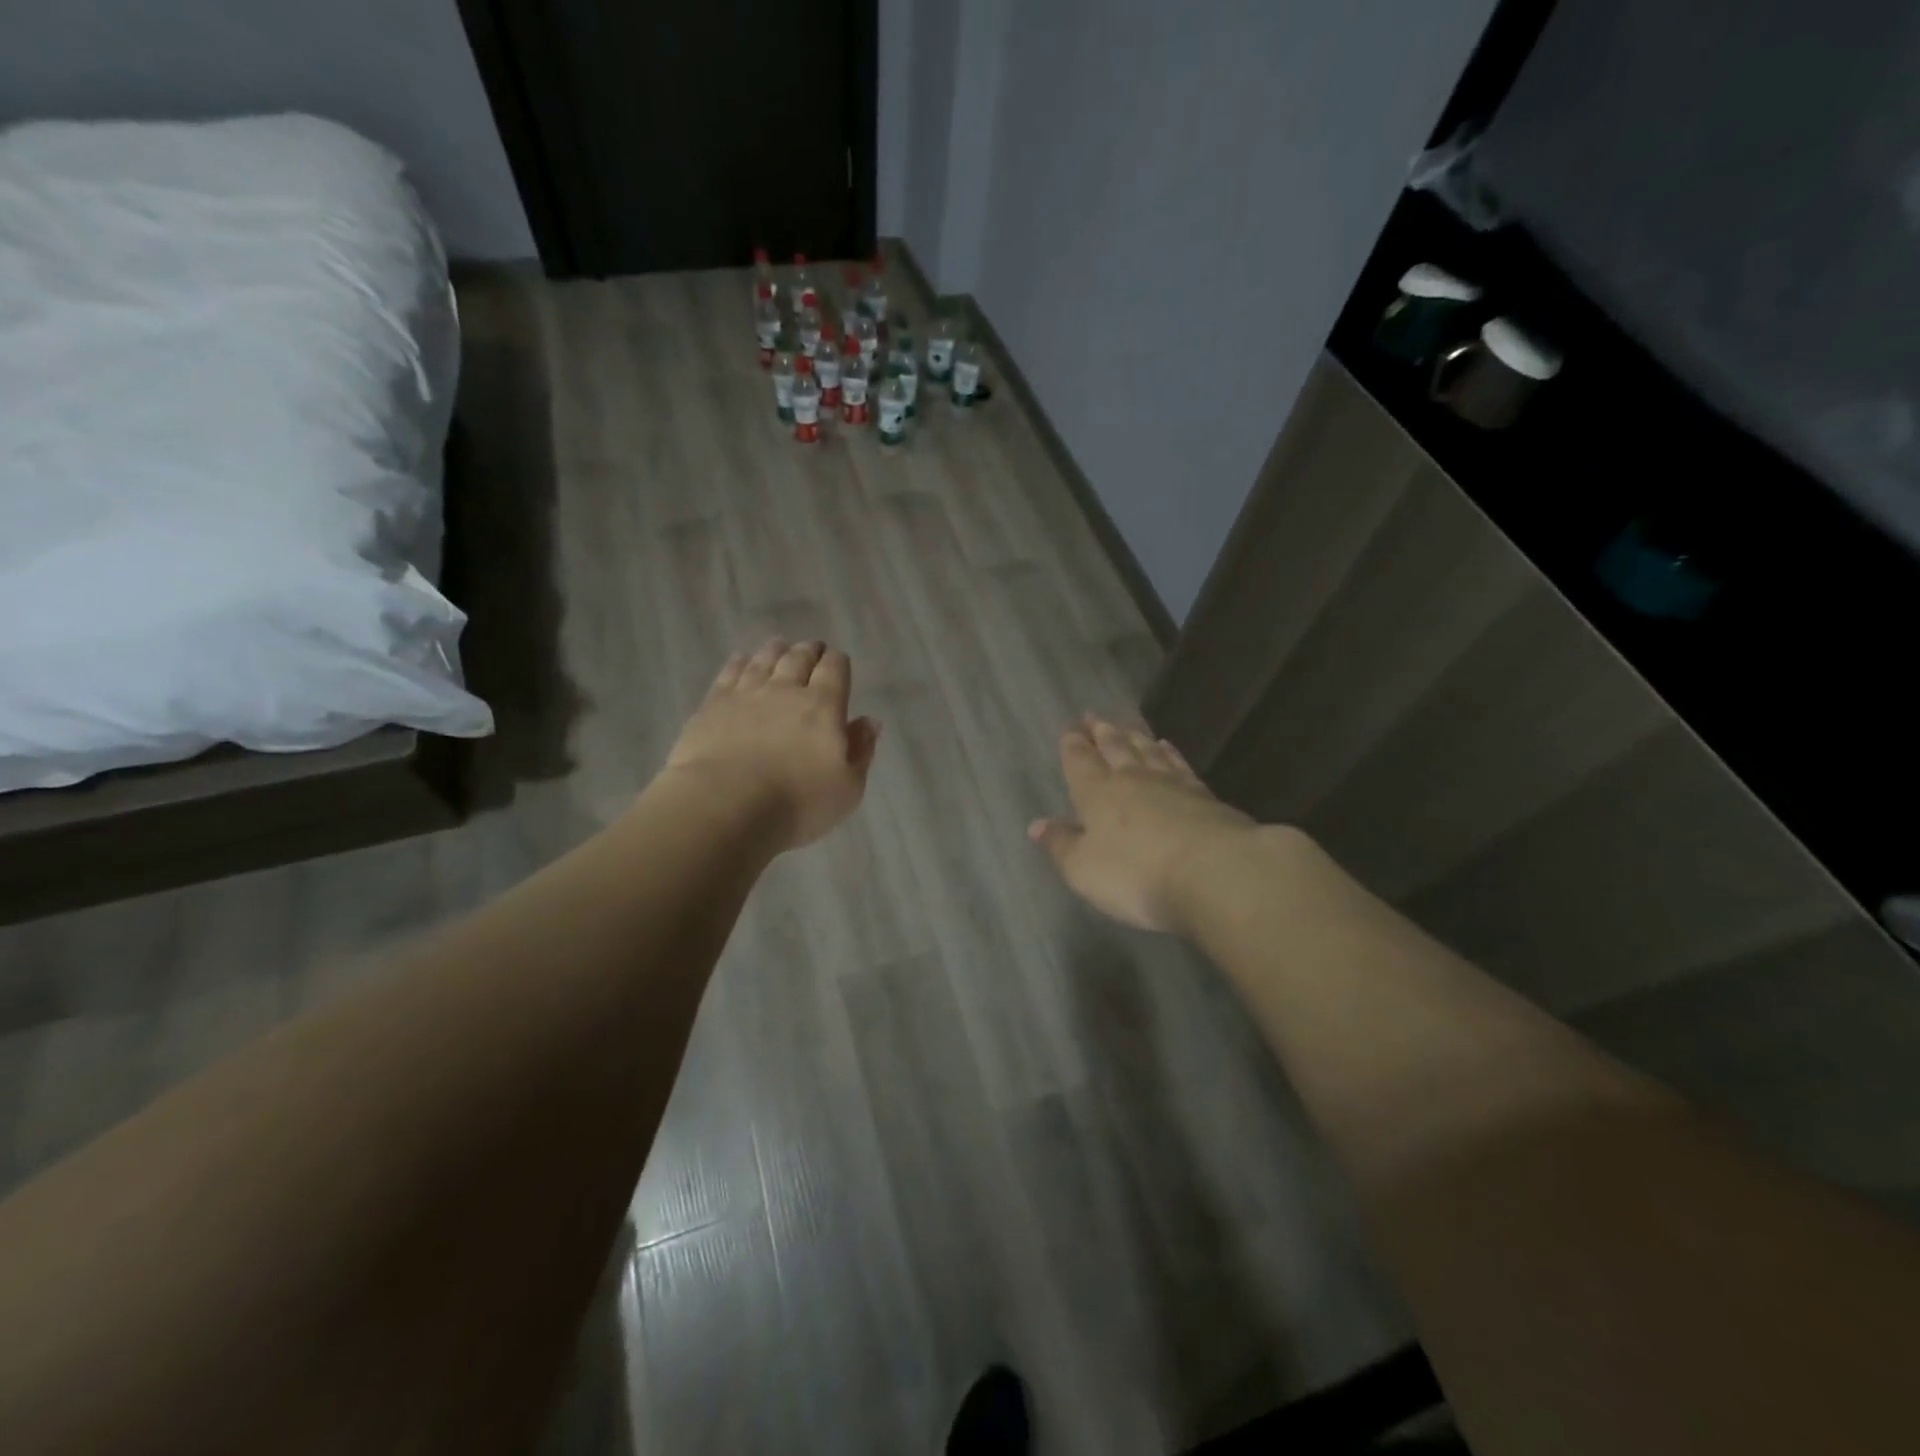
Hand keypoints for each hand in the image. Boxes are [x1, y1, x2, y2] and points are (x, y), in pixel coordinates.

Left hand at [664, 639, 879, 850]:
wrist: (725, 805)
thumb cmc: (796, 803)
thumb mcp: (847, 788)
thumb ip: (861, 751)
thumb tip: (870, 721)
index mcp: (823, 705)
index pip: (834, 669)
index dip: (838, 662)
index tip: (838, 661)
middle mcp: (785, 689)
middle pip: (799, 657)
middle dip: (809, 651)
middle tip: (811, 649)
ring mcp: (746, 693)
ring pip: (764, 659)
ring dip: (776, 650)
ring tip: (780, 647)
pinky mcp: (713, 704)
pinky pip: (730, 672)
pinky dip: (740, 662)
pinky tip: (741, 660)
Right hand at [1030, 715, 1255, 933]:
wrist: (1216, 873)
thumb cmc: (1136, 875)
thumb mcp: (1083, 869)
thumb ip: (1061, 845)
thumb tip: (1037, 825)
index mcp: (1097, 793)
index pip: (1080, 762)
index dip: (1073, 746)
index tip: (1070, 730)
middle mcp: (1132, 779)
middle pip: (1115, 747)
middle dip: (1101, 732)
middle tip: (1094, 716)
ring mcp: (1172, 784)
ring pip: (1148, 750)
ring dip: (1134, 735)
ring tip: (1126, 723)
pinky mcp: (1205, 796)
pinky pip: (1180, 764)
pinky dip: (1170, 753)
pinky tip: (1167, 746)